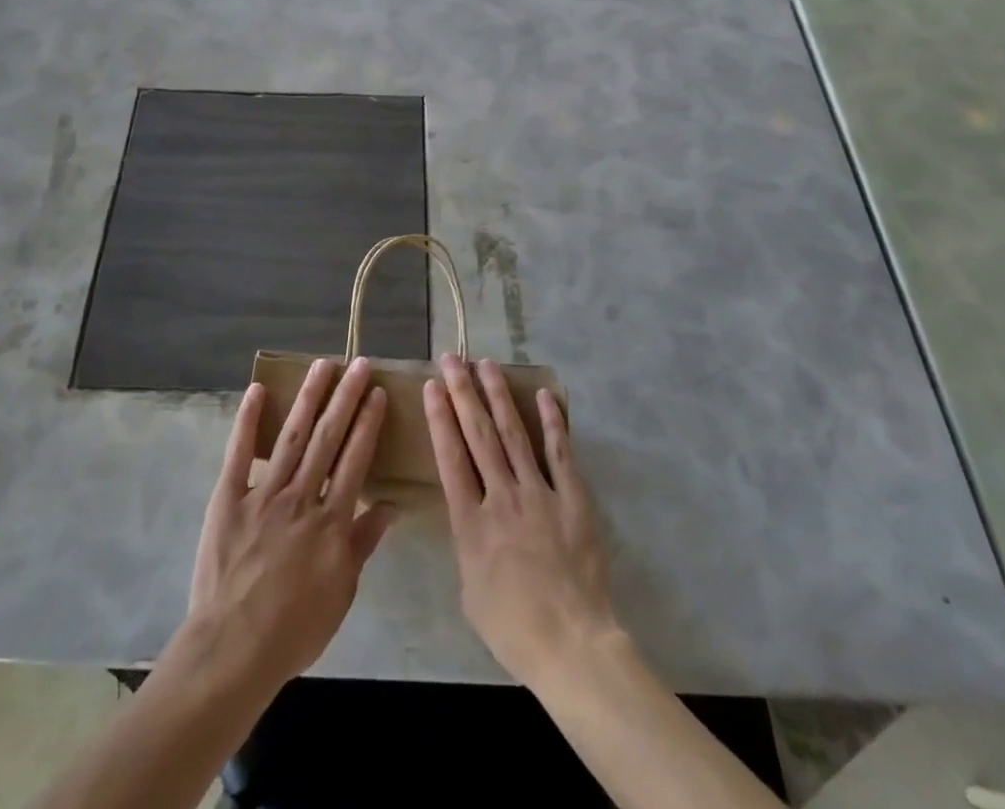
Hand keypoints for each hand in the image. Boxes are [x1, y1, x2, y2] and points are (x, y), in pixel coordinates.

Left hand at [178, 357, 395, 694]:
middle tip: (358, 364)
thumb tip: (392, 506)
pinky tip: (258, 391)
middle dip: (345, 398)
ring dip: (308, 398)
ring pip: (292, 437)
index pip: (355, 460)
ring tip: (323, 366)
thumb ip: (364, 543)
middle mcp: (301, 498)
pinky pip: (239, 454)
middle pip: (328, 438)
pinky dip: (248, 421)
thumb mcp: (341, 592)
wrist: (233, 650)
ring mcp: (264, 495)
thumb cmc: (294, 628)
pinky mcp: (228, 498)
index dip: (367, 424)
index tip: (377, 392)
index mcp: (331, 522)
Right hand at [424, 355, 620, 689]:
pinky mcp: (573, 499)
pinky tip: (542, 395)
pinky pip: (560, 453)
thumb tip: (468, 516)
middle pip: (478, 435)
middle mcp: (501, 497)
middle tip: (452, 359)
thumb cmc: (512, 627)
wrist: (571, 645)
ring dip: (499, 396)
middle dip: (463, 393)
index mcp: (470, 522)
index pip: (450, 457)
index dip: (440, 417)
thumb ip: (466, 543)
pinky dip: (552, 422)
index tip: (432, 386)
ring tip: (486, 364)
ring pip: (514, 434)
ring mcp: (539, 494)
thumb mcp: (469, 589)